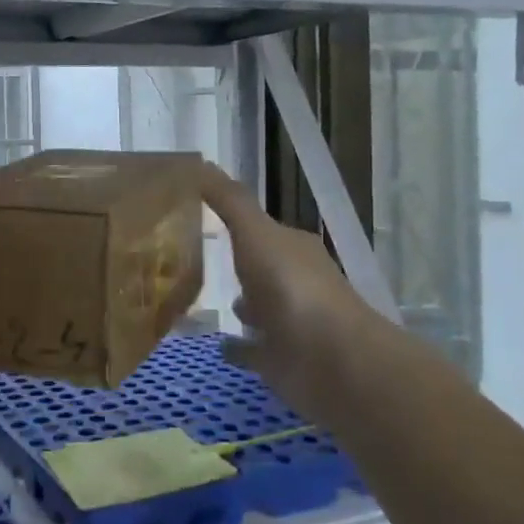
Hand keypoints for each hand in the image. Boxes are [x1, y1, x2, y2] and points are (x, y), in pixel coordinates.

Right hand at [200, 162, 391, 411]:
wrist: (329, 360)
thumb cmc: (291, 288)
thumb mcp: (255, 233)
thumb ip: (230, 202)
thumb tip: (200, 162)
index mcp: (293, 249)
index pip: (262, 230)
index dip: (236, 223)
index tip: (201, 219)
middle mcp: (295, 282)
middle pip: (261, 268)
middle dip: (238, 264)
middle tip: (193, 259)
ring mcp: (289, 324)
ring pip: (258, 309)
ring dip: (241, 305)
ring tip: (199, 300)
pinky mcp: (281, 360)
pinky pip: (252, 350)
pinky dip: (238, 347)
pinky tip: (216, 345)